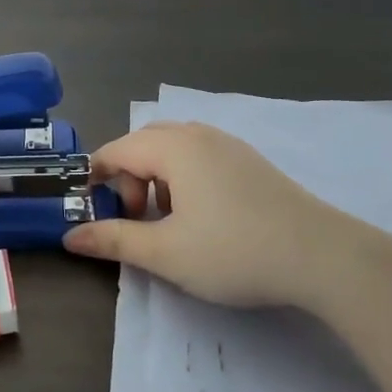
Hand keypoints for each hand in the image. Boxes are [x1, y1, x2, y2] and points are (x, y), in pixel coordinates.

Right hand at [64, 120, 389, 309]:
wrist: (321, 256)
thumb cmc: (234, 252)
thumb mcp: (166, 252)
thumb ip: (114, 240)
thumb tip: (70, 236)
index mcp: (173, 148)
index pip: (115, 150)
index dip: (97, 181)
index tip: (98, 217)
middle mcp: (198, 134)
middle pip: (143, 143)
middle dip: (127, 177)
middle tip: (135, 217)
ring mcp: (228, 144)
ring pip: (173, 148)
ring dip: (155, 177)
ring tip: (167, 220)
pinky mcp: (250, 160)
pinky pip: (199, 155)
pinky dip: (183, 177)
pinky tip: (202, 215)